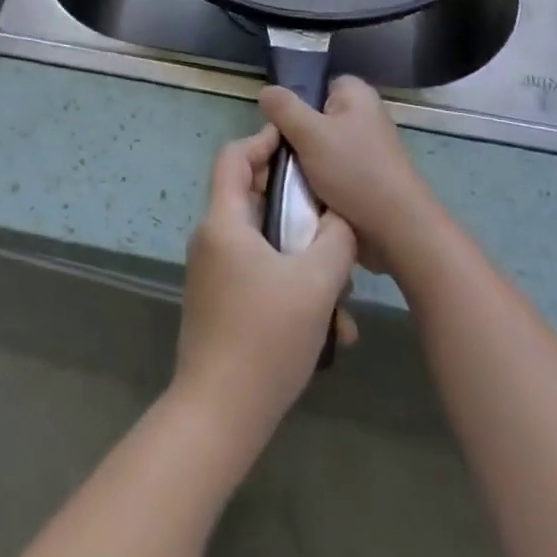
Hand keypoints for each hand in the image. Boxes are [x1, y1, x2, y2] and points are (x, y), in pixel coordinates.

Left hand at [175, 124, 357, 443]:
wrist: (219, 416)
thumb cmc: (266, 337)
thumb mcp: (316, 282)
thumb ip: (336, 237)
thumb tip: (340, 216)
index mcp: (224, 221)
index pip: (234, 157)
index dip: (264, 140)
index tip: (300, 144)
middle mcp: (213, 239)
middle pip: (255, 199)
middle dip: (299, 209)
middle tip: (334, 219)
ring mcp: (214, 274)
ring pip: (265, 244)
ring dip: (305, 259)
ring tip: (343, 292)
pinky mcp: (221, 304)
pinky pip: (261, 276)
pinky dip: (293, 288)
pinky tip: (331, 329)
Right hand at [260, 77, 441, 276]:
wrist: (396, 229)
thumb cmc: (355, 171)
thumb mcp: (310, 133)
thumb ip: (284, 108)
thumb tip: (265, 91)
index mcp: (355, 93)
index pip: (314, 85)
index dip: (293, 103)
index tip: (277, 127)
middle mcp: (362, 115)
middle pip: (312, 117)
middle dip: (293, 138)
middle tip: (276, 156)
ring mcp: (364, 148)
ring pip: (317, 147)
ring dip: (302, 163)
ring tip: (285, 179)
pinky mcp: (363, 176)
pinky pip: (328, 170)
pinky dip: (315, 181)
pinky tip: (301, 195)